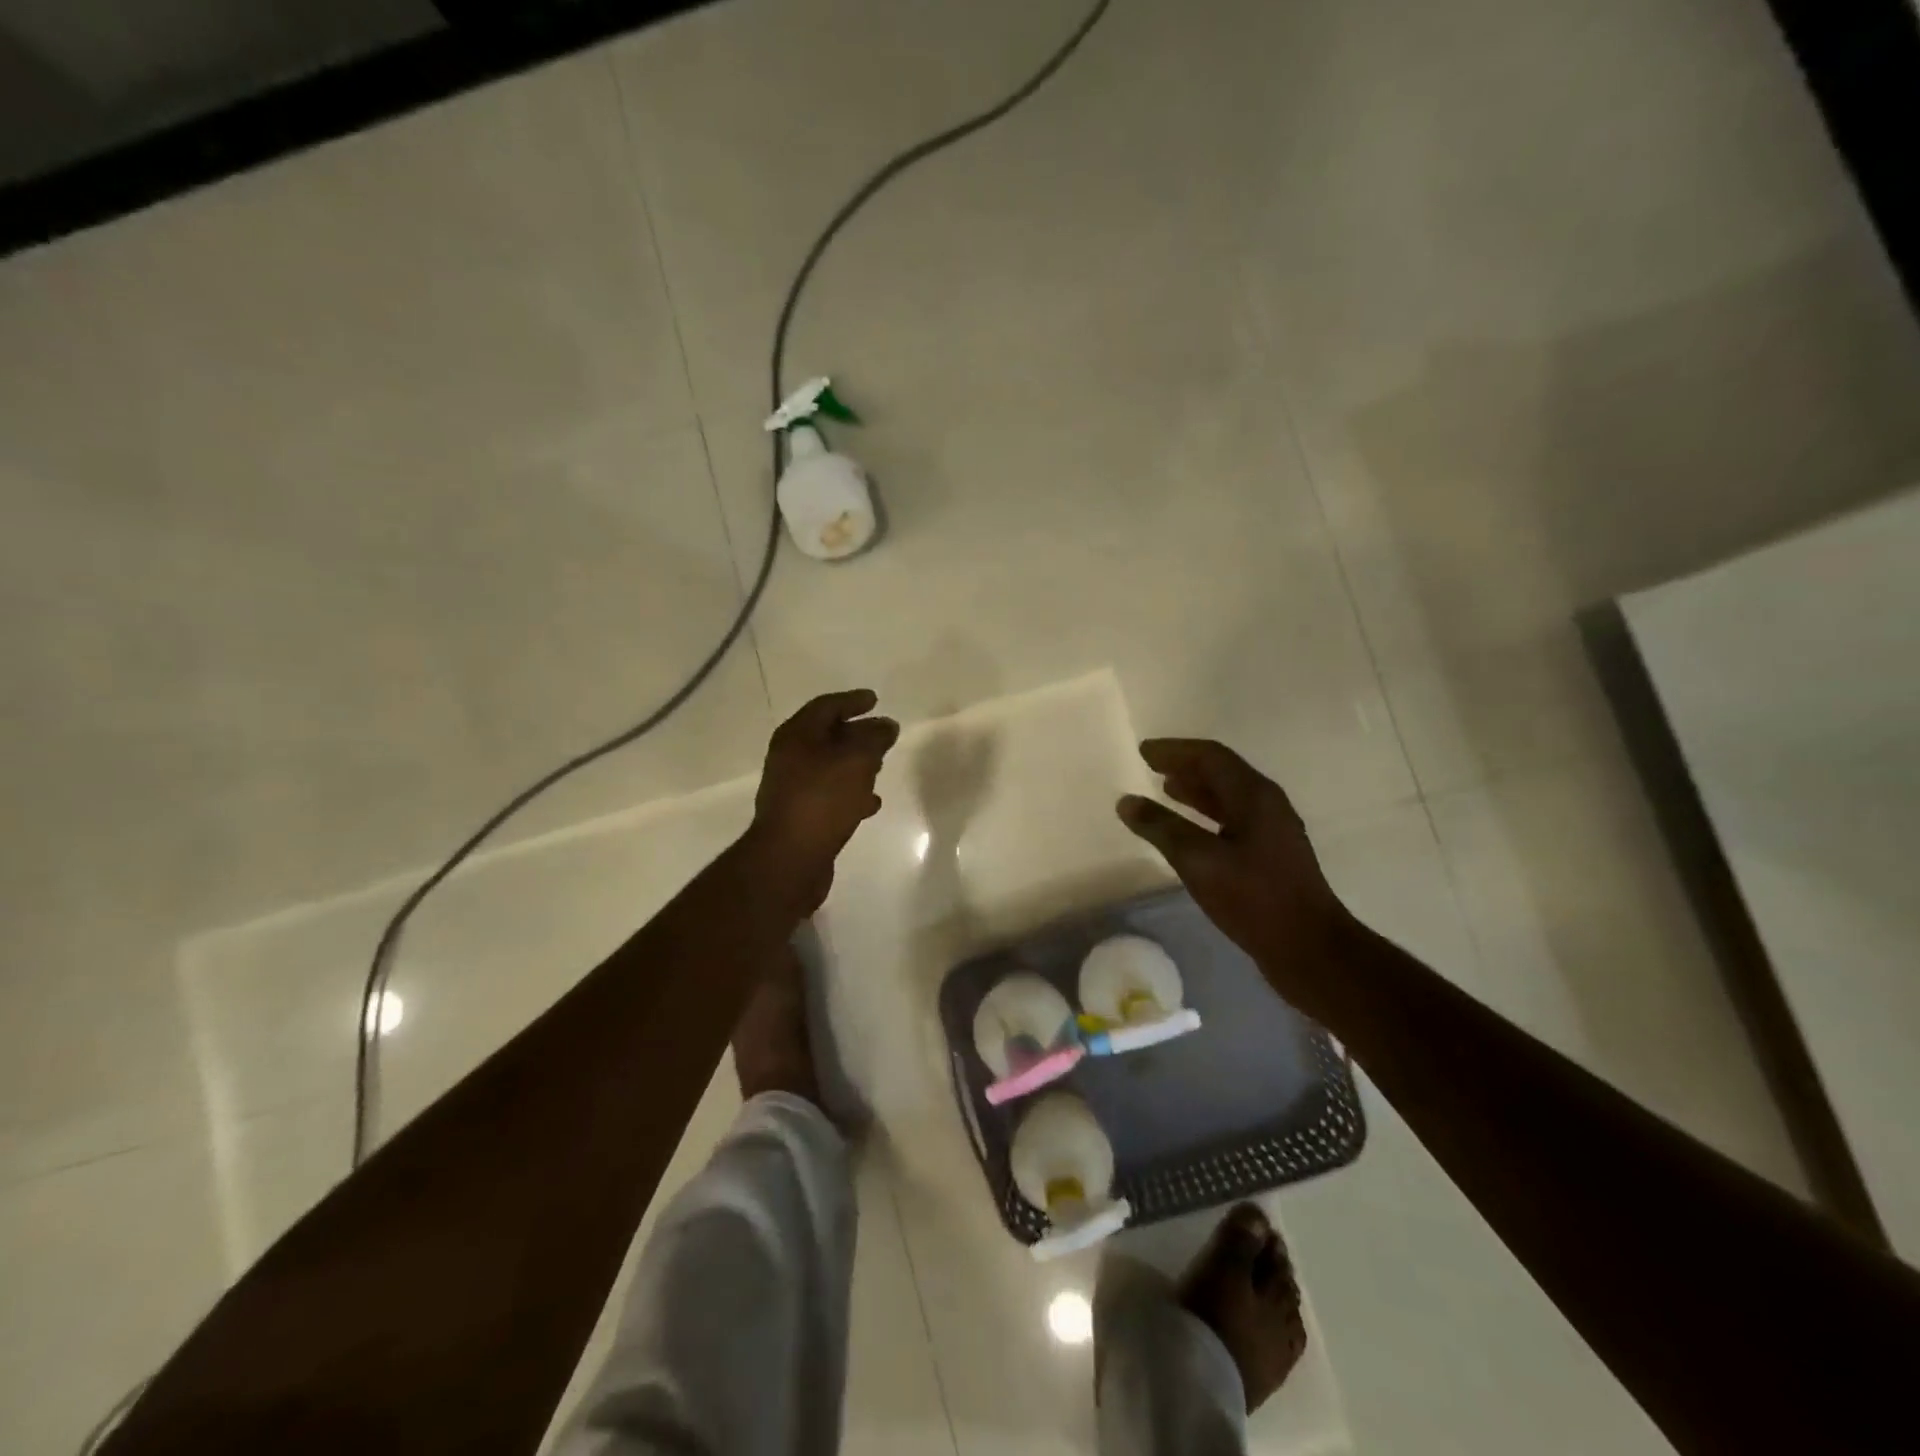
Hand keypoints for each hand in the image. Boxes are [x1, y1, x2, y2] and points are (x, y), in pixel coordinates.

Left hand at [750, 689, 899, 911]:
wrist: (790, 858)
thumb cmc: (823, 799)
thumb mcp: (857, 760)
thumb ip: (875, 738)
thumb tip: (886, 725)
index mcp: (796, 736)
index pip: (826, 706)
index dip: (852, 701)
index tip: (875, 700)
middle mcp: (790, 758)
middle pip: (826, 736)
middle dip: (856, 733)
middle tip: (883, 734)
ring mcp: (793, 788)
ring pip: (829, 766)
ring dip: (855, 764)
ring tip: (880, 767)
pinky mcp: (801, 815)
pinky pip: (829, 794)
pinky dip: (850, 792)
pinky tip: (870, 803)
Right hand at [1117, 739, 1351, 1004]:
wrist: (1309, 949)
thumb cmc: (1254, 898)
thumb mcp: (1199, 860)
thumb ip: (1161, 827)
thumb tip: (1126, 802)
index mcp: (1254, 796)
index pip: (1211, 757)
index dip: (1175, 750)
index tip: (1143, 751)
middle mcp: (1267, 805)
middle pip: (1222, 772)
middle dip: (1185, 766)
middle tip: (1151, 765)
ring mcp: (1271, 831)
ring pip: (1228, 798)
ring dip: (1196, 791)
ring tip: (1165, 789)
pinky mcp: (1270, 857)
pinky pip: (1232, 821)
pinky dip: (1206, 816)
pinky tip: (1189, 832)